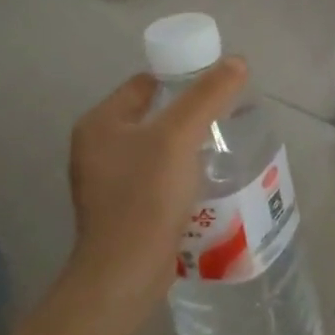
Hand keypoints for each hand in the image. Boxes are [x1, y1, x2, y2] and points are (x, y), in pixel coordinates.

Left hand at [64, 57, 248, 325]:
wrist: (125, 273)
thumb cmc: (146, 196)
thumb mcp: (180, 136)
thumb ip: (208, 95)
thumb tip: (237, 61)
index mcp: (100, 123)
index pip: (146, 83)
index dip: (182, 78)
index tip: (218, 86)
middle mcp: (97, 148)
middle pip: (154, 114)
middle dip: (191, 113)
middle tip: (228, 115)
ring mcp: (108, 181)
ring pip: (158, 147)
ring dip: (189, 144)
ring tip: (225, 145)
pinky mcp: (124, 208)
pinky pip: (158, 176)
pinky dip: (182, 171)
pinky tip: (208, 178)